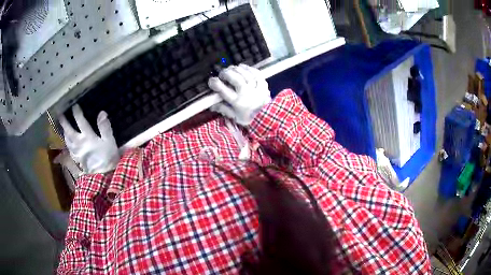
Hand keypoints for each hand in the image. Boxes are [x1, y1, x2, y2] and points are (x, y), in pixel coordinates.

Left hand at [59, 105, 119, 173]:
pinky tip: (67, 141)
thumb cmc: (108, 157)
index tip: (74, 106)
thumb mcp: (110, 141)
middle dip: (64, 122)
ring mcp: (76, 152)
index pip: (80, 121)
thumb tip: (102, 113)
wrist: (104, 177)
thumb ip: (105, 127)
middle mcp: (79, 143)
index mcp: (87, 137)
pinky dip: (67, 142)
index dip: (77, 113)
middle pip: (69, 131)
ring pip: (67, 140)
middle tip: (60, 114)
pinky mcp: (76, 159)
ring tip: (62, 126)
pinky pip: (69, 148)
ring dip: (64, 132)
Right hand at [208, 64, 270, 125]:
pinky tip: (244, 67)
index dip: (215, 83)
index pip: (223, 90)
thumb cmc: (249, 118)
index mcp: (237, 102)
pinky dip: (249, 68)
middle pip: (235, 79)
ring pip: (245, 74)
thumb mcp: (235, 117)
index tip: (211, 80)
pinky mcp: (263, 85)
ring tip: (232, 68)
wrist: (267, 119)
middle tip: (222, 73)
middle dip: (226, 73)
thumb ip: (223, 109)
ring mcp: (256, 88)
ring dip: (237, 69)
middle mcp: (246, 93)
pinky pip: (257, 73)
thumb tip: (211, 105)